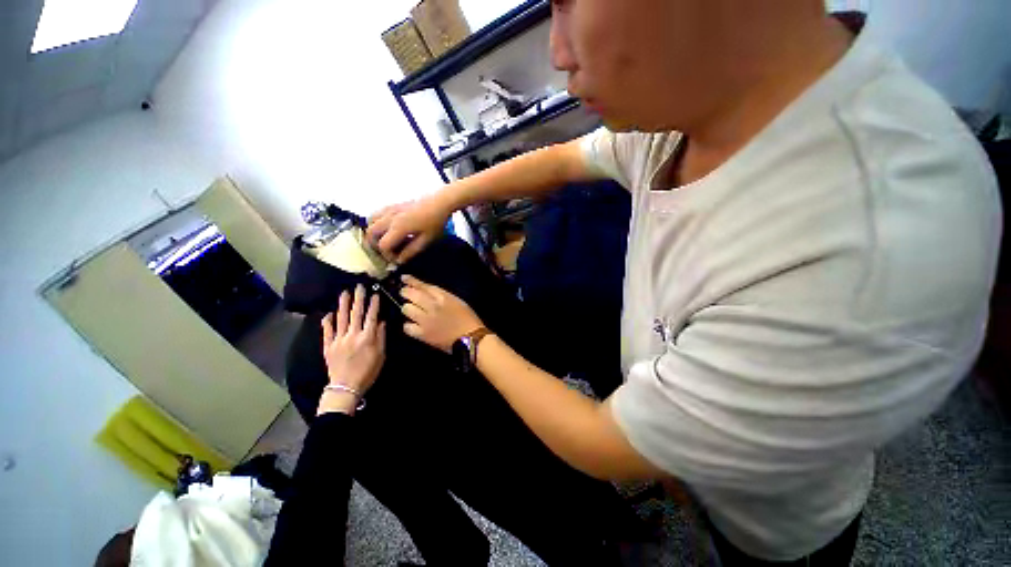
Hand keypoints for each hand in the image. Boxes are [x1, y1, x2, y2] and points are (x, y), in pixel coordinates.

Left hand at [320, 285, 385, 397]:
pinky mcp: (328, 346)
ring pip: (341, 319)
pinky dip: (327, 321)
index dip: (373, 304)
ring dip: (343, 305)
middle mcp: (353, 335)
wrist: (346, 387)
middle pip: (356, 314)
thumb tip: (381, 322)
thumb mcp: (381, 355)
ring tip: (344, 293)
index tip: (375, 294)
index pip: (371, 317)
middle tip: (359, 286)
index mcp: (367, 338)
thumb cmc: (368, 372)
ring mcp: (338, 340)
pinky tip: (328, 313)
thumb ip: (381, 337)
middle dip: (358, 299)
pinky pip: (327, 331)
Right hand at [367, 195, 452, 263]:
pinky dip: (376, 223)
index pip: (383, 245)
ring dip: (374, 233)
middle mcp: (389, 217)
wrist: (440, 202)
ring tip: (386, 241)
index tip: (398, 259)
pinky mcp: (393, 205)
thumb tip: (399, 261)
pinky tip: (388, 229)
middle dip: (376, 245)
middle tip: (388, 252)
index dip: (388, 255)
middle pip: (371, 233)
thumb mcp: (426, 240)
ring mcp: (390, 209)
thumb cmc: (435, 222)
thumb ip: (411, 251)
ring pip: (370, 221)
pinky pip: (377, 213)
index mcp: (398, 227)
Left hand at [400, 275, 482, 352]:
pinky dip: (409, 325)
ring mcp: (426, 321)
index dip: (411, 281)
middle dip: (405, 293)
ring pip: (406, 309)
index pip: (423, 286)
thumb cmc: (467, 318)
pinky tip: (413, 325)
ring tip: (412, 311)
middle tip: (405, 294)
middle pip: (411, 295)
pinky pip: (407, 327)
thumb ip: (441, 296)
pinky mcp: (423, 334)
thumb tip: (425, 292)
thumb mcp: (457, 301)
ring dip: (408, 308)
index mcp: (443, 297)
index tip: (404, 278)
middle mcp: (432, 306)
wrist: (471, 338)